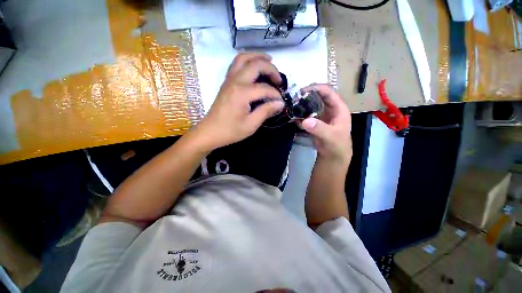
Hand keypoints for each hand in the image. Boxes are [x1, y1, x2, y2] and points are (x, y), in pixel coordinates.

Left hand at [193, 53, 284, 150]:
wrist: (210, 131)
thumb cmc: (230, 131)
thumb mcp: (251, 125)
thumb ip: (266, 111)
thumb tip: (280, 103)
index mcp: (242, 93)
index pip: (264, 88)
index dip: (275, 95)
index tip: (281, 102)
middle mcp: (235, 81)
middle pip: (256, 65)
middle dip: (271, 69)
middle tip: (279, 80)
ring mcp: (229, 80)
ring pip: (243, 58)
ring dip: (258, 57)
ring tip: (269, 60)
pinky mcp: (226, 82)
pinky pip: (236, 64)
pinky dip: (247, 60)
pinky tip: (254, 66)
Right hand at [300, 84, 351, 164]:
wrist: (333, 156)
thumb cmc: (337, 145)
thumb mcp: (330, 137)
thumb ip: (319, 129)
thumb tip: (305, 121)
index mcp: (339, 108)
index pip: (329, 92)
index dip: (317, 88)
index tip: (303, 90)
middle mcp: (330, 109)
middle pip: (318, 97)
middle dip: (307, 96)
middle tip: (294, 97)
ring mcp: (322, 115)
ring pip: (312, 105)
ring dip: (303, 104)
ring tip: (292, 104)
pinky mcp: (315, 122)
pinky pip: (307, 114)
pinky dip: (301, 114)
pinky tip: (293, 114)